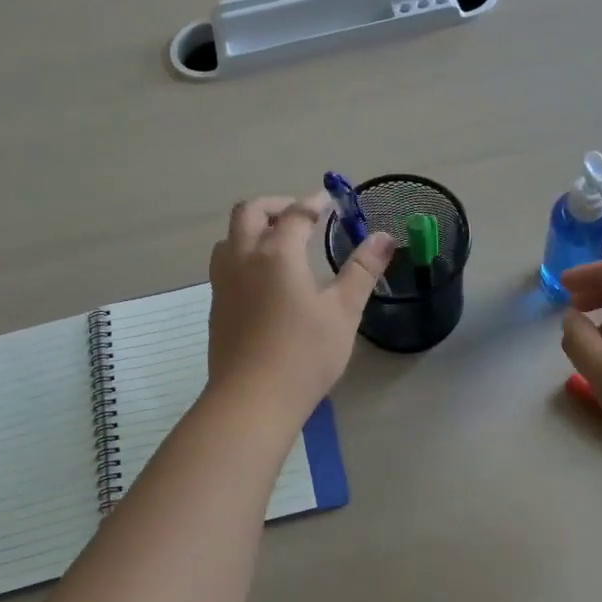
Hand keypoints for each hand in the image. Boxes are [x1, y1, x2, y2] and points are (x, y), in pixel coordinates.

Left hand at [207, 193, 395, 422]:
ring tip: (278, 242)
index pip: (295, 214)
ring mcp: (224, 283)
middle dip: (275, 205)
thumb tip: (385, 237)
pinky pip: (224, 263)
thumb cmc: (305, 354)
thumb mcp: (344, 312)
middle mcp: (244, 258)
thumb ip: (363, 270)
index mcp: (277, 254)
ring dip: (252, 228)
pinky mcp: (216, 306)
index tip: (329, 201)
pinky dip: (243, 253)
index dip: (314, 203)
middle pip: (249, 212)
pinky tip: (262, 278)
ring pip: (229, 237)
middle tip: (300, 215)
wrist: (252, 400)